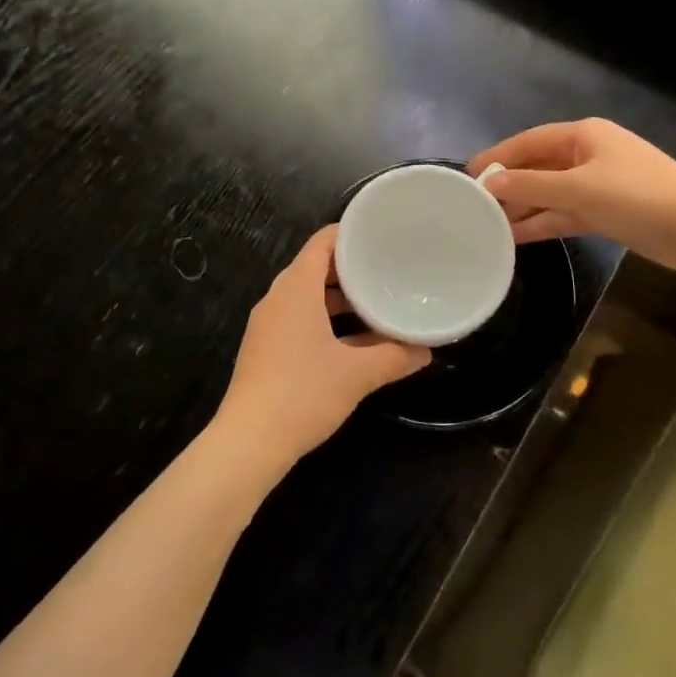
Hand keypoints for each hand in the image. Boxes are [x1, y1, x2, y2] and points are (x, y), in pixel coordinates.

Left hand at [212, 226, 429, 474]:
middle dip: (350, 268)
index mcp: (296, 288)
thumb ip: (394, 357)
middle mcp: (278, 298)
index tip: (382, 236)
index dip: (351, 234)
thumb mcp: (357, 374)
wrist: (249, 442)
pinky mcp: (266, 347)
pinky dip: (325, 318)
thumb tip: (426, 351)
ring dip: (339, 297)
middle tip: (387, 269)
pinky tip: (352, 339)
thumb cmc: (303, 394)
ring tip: (376, 302)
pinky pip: (299, 317)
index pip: (322, 242)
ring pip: (307, 295)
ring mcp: (268, 324)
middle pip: (315, 266)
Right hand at [469, 118, 675, 271]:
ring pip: (550, 193)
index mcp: (583, 135)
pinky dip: (544, 222)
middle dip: (508, 185)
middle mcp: (588, 155)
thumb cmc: (637, 196)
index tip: (467, 175)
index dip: (497, 157)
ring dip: (524, 207)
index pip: (528, 141)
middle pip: (537, 166)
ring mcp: (598, 184)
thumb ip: (531, 186)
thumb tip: (490, 185)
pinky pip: (565, 212)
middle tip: (474, 204)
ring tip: (488, 225)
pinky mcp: (606, 211)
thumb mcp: (578, 189)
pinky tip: (517, 237)